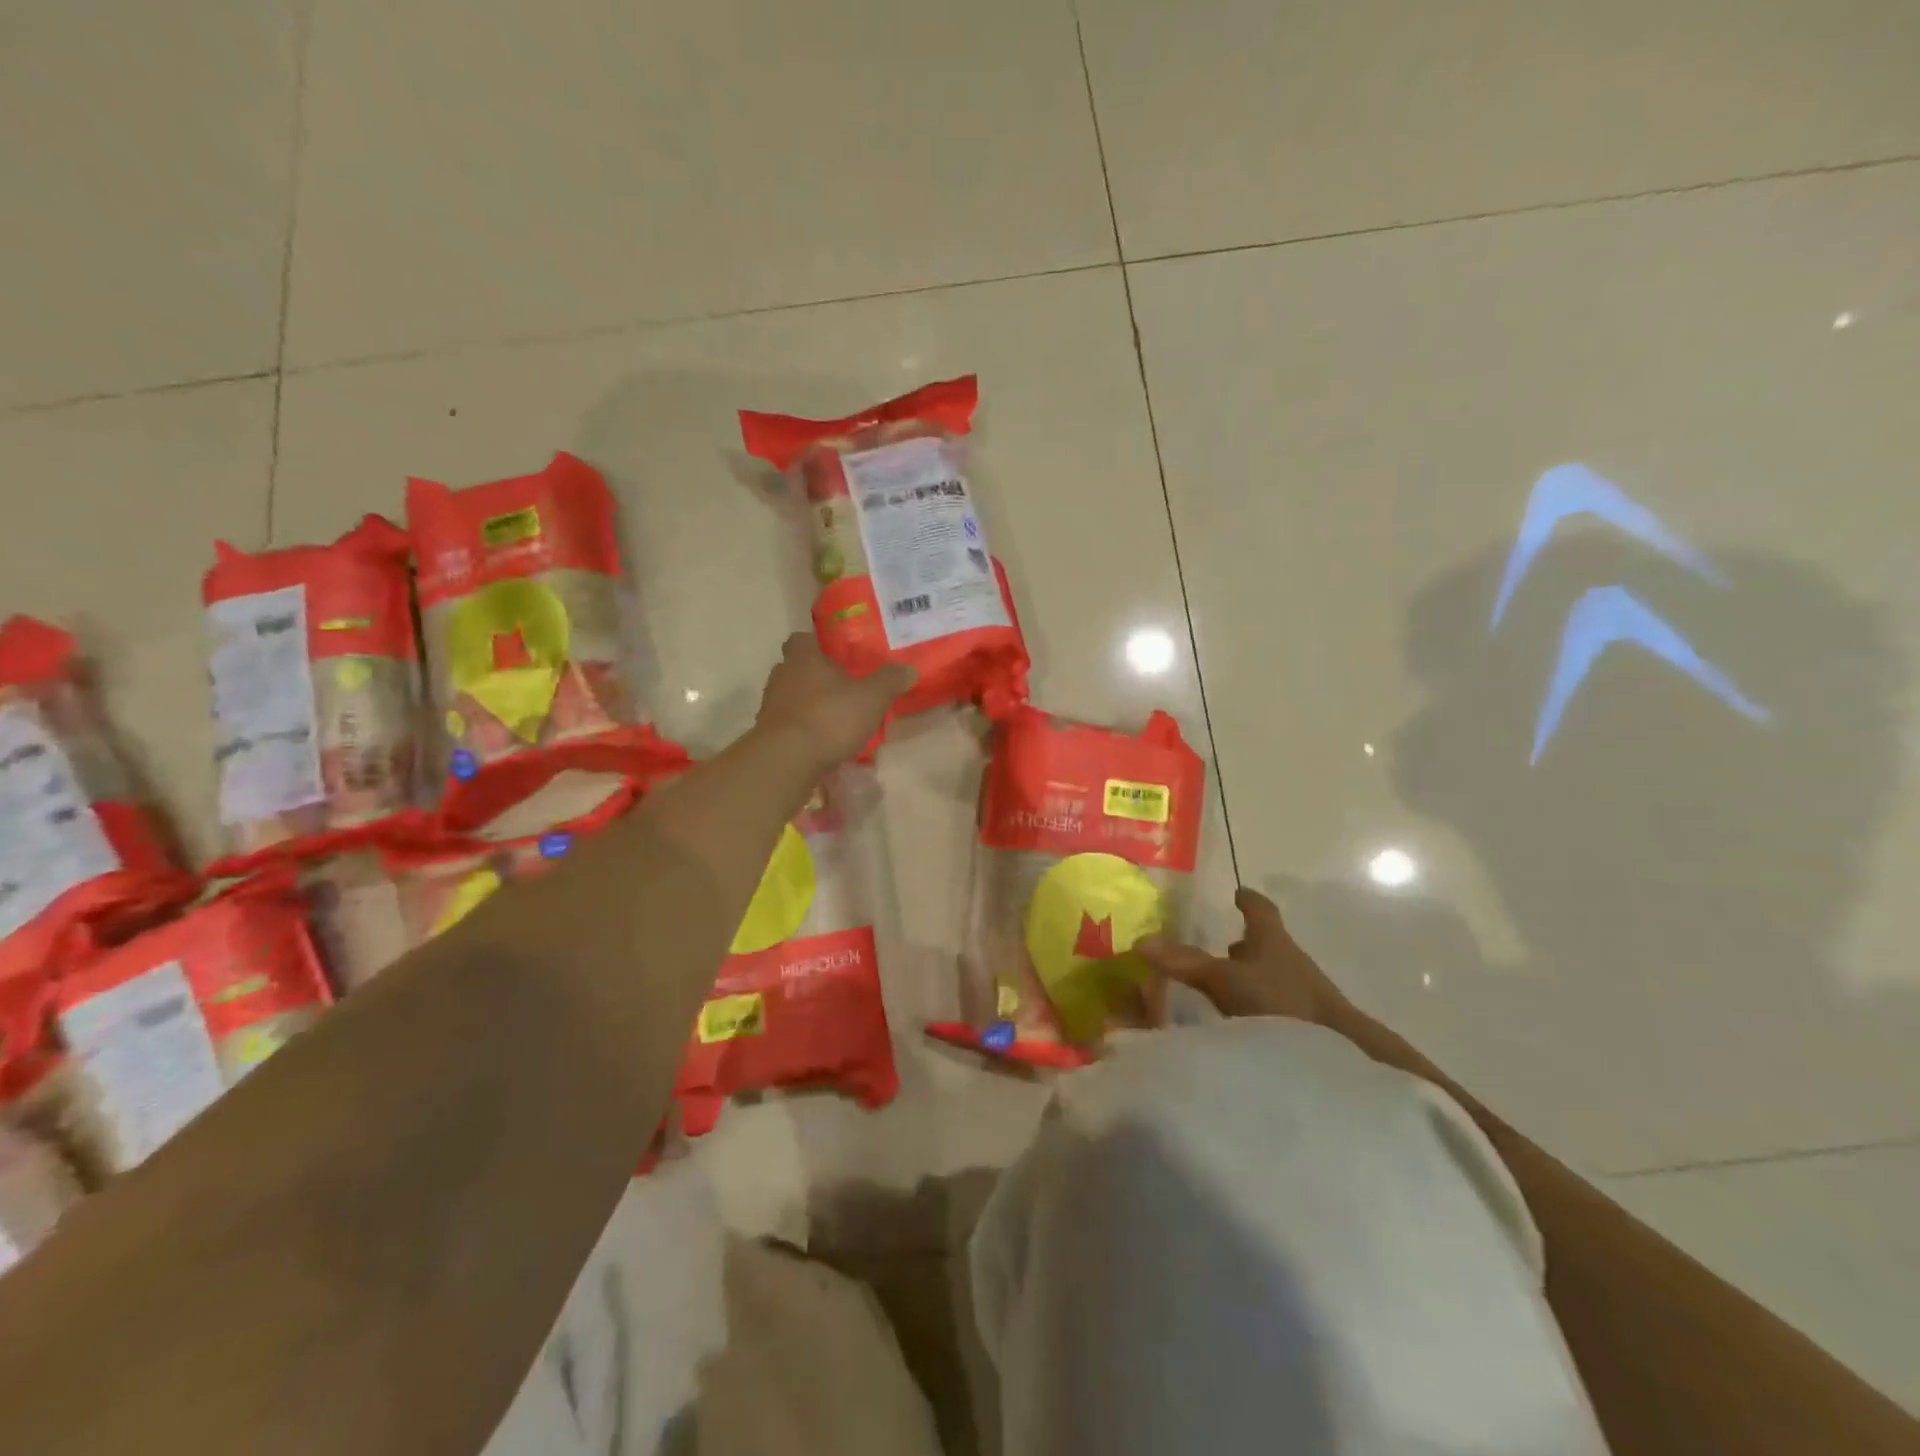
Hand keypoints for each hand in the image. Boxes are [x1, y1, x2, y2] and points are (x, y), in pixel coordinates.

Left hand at [754, 633, 914, 767]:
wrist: (787, 759)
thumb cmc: (830, 718)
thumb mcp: (872, 698)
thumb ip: (890, 681)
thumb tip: (909, 669)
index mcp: (804, 658)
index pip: (802, 639)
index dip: (817, 644)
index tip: (835, 655)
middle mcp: (782, 676)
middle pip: (795, 668)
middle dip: (815, 676)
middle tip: (840, 687)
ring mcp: (770, 706)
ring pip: (791, 697)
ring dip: (808, 704)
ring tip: (834, 718)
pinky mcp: (768, 733)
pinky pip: (788, 724)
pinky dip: (802, 729)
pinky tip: (821, 742)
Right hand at [1137, 887, 1351, 1025]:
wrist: (1341, 1054)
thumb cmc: (1282, 1003)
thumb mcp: (1225, 981)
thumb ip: (1186, 963)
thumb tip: (1141, 941)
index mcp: (1272, 938)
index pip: (1260, 908)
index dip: (1247, 899)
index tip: (1236, 892)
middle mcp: (1289, 959)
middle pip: (1265, 943)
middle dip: (1243, 943)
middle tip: (1216, 944)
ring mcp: (1300, 991)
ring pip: (1268, 973)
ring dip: (1247, 975)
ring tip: (1220, 984)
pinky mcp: (1304, 1022)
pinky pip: (1272, 1002)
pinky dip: (1253, 1002)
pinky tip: (1237, 1018)